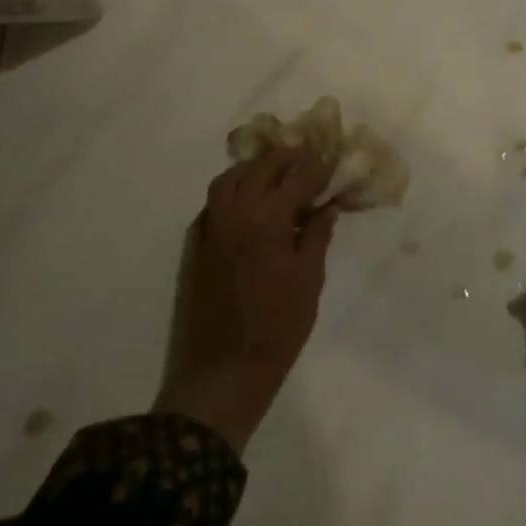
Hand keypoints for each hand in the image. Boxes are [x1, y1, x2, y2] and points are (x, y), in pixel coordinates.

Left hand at [154, 147, 339, 452]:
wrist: (223, 372)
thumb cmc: (277, 329)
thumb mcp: (308, 281)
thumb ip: (316, 236)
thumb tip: (327, 207)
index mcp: (266, 221)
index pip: (295, 179)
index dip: (315, 165)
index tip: (330, 154)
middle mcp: (234, 215)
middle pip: (259, 170)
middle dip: (284, 158)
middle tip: (305, 155)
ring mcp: (209, 230)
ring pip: (227, 181)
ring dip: (252, 169)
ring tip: (274, 171)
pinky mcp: (195, 248)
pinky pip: (211, 205)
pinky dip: (230, 192)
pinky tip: (245, 203)